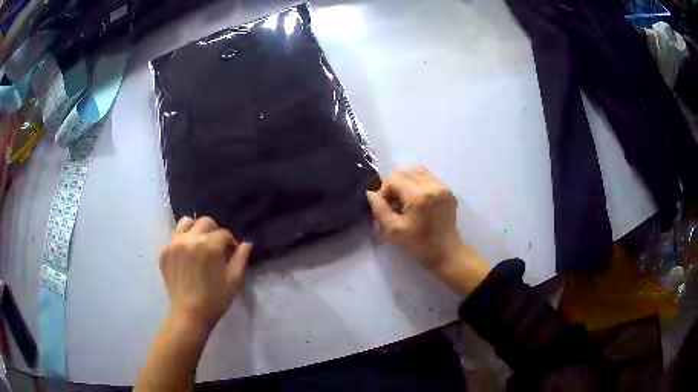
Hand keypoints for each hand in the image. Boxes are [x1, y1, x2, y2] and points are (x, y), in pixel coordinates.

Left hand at [159, 216, 251, 332]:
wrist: (189, 314)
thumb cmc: (215, 299)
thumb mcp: (234, 280)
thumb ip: (241, 258)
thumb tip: (246, 244)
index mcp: (209, 245)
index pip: (224, 233)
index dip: (231, 242)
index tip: (231, 253)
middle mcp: (190, 239)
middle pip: (205, 222)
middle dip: (215, 232)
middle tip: (217, 248)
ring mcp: (174, 244)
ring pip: (186, 223)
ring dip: (196, 229)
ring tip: (199, 245)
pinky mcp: (164, 252)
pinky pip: (175, 237)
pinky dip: (183, 241)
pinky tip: (187, 256)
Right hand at [367, 167, 489, 293]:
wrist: (447, 253)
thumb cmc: (419, 245)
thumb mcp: (393, 231)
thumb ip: (380, 209)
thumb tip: (370, 193)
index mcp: (420, 196)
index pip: (393, 180)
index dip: (384, 192)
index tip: (384, 207)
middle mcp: (433, 185)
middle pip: (404, 172)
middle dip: (394, 185)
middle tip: (393, 204)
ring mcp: (443, 187)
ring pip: (417, 171)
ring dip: (405, 182)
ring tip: (404, 200)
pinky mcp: (448, 191)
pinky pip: (428, 177)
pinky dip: (417, 183)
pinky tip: (416, 200)